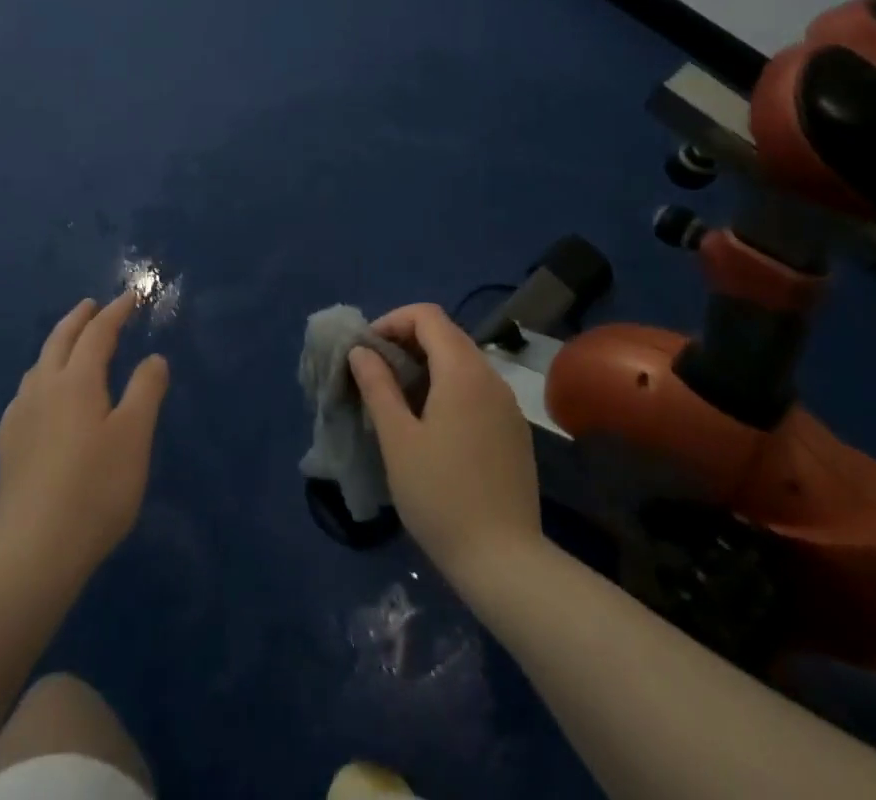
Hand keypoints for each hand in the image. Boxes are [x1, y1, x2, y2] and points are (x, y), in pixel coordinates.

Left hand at [0, 290, 170, 582]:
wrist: (32, 552)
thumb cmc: (95, 489)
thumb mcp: (134, 437)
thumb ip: (146, 391)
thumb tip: (153, 358)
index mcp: (76, 381)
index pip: (98, 334)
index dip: (116, 312)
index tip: (131, 296)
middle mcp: (43, 389)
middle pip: (59, 340)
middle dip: (79, 318)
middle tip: (93, 305)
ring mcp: (20, 417)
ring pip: (39, 365)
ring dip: (58, 345)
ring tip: (71, 344)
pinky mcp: (8, 445)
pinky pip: (27, 392)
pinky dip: (43, 375)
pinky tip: (44, 396)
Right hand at [349, 302, 542, 586]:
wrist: (504, 561)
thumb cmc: (440, 495)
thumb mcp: (397, 439)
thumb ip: (378, 386)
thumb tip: (362, 351)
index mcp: (462, 371)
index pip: (427, 316)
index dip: (393, 321)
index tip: (367, 349)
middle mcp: (490, 377)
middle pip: (446, 334)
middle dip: (407, 341)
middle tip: (376, 371)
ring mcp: (507, 404)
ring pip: (463, 361)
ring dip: (427, 364)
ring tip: (397, 396)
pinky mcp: (513, 430)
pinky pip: (477, 388)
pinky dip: (448, 386)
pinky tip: (430, 422)